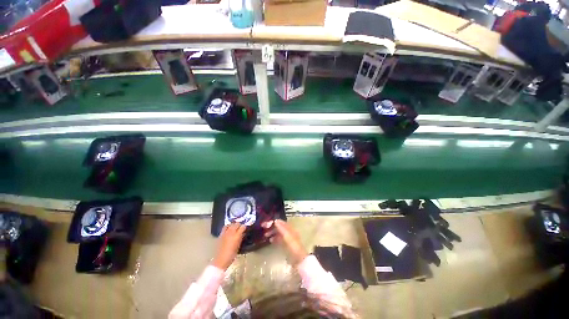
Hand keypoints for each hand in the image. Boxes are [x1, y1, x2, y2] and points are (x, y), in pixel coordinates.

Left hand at [212, 223, 245, 269]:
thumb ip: (241, 238)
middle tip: (241, 227)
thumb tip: (243, 233)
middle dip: (240, 225)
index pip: (243, 227)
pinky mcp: (221, 234)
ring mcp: (225, 233)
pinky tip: (229, 228)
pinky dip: (228, 226)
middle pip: (237, 224)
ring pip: (231, 224)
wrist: (221, 260)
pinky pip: (225, 227)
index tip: (245, 228)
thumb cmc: (232, 255)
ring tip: (235, 227)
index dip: (245, 227)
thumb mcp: (238, 246)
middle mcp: (231, 232)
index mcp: (237, 236)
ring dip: (233, 224)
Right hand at [263, 219, 307, 264]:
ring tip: (266, 235)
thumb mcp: (288, 236)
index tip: (266, 223)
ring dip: (272, 232)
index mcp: (290, 229)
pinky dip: (275, 238)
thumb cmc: (293, 247)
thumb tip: (275, 220)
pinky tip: (270, 240)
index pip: (281, 222)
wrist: (299, 260)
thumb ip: (282, 228)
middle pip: (279, 227)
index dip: (274, 222)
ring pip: (279, 233)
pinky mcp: (286, 245)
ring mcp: (288, 238)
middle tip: (264, 228)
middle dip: (272, 227)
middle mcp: (289, 232)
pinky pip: (279, 239)